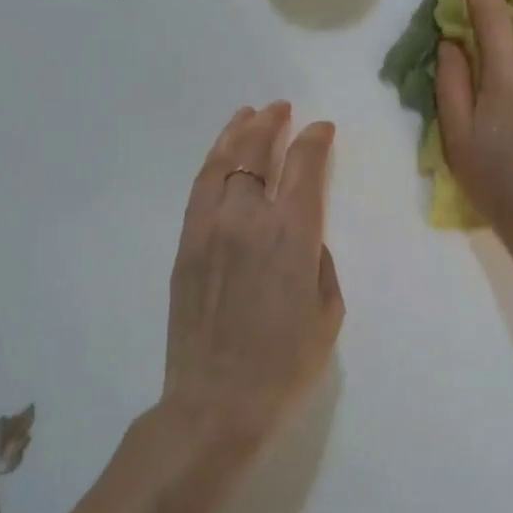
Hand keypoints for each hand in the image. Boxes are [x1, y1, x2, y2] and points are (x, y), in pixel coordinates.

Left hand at [162, 104, 344, 450]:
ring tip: (248, 115)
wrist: (216, 403)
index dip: (315, 139)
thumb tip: (303, 236)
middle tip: (281, 109)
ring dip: (237, 133)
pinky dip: (213, 163)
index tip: (322, 129)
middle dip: (271, 124)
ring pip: (222, 163)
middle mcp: (247, 219)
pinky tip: (221, 156)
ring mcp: (209, 229)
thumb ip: (319, 260)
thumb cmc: (285, 363)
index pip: (304, 165)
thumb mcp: (328, 311)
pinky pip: (199, 190)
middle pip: (256, 153)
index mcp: (291, 234)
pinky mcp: (185, 245)